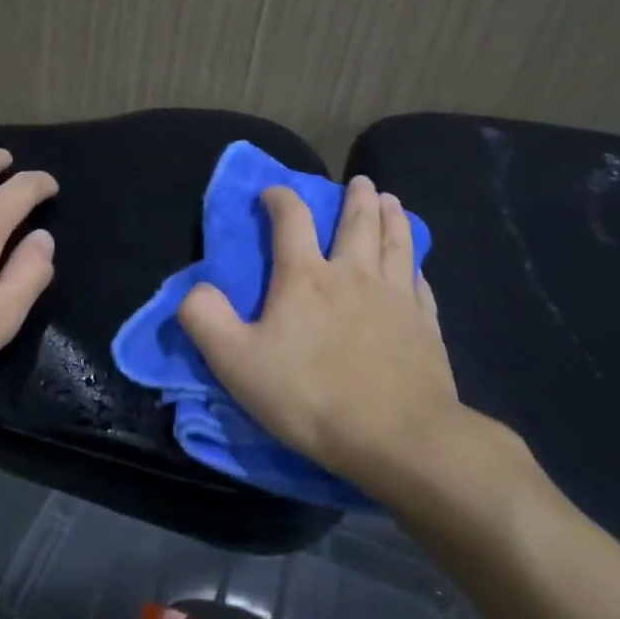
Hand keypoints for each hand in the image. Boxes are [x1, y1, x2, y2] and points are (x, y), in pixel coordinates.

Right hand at [177, 176, 523, 498]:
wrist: (399, 437)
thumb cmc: (311, 396)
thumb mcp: (237, 362)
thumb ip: (206, 319)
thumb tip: (193, 289)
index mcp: (306, 278)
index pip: (291, 220)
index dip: (280, 198)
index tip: (272, 192)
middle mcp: (354, 274)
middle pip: (357, 222)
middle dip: (355, 198)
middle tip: (359, 181)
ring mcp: (396, 297)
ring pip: (397, 242)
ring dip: (392, 217)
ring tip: (391, 201)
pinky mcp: (426, 325)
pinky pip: (420, 283)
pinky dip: (415, 266)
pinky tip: (415, 267)